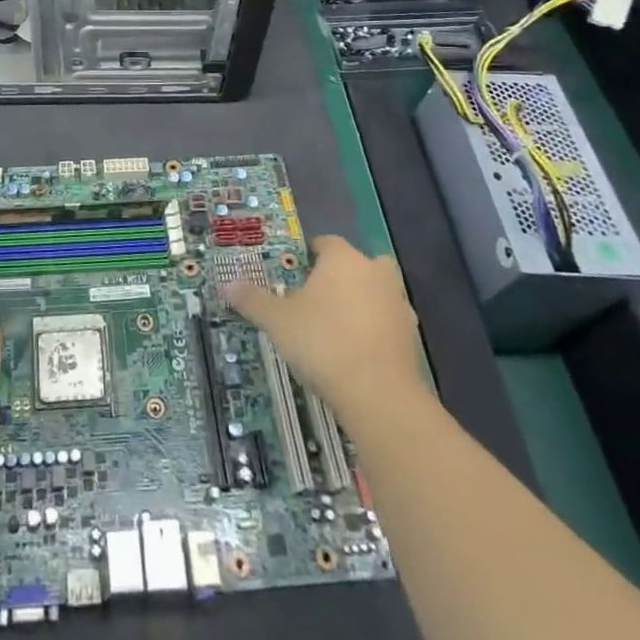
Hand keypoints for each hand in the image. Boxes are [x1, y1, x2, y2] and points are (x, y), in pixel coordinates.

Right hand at [226, 235, 425, 419]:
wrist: (378, 395)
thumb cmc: (322, 342)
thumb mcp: (277, 321)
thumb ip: (253, 300)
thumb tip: (228, 285)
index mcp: (343, 260)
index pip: (325, 243)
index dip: (309, 254)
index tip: (294, 272)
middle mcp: (375, 273)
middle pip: (359, 264)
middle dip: (343, 276)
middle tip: (318, 297)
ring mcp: (398, 305)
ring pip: (377, 293)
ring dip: (362, 304)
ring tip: (335, 328)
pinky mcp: (411, 339)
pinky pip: (388, 324)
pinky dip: (374, 332)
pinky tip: (355, 353)